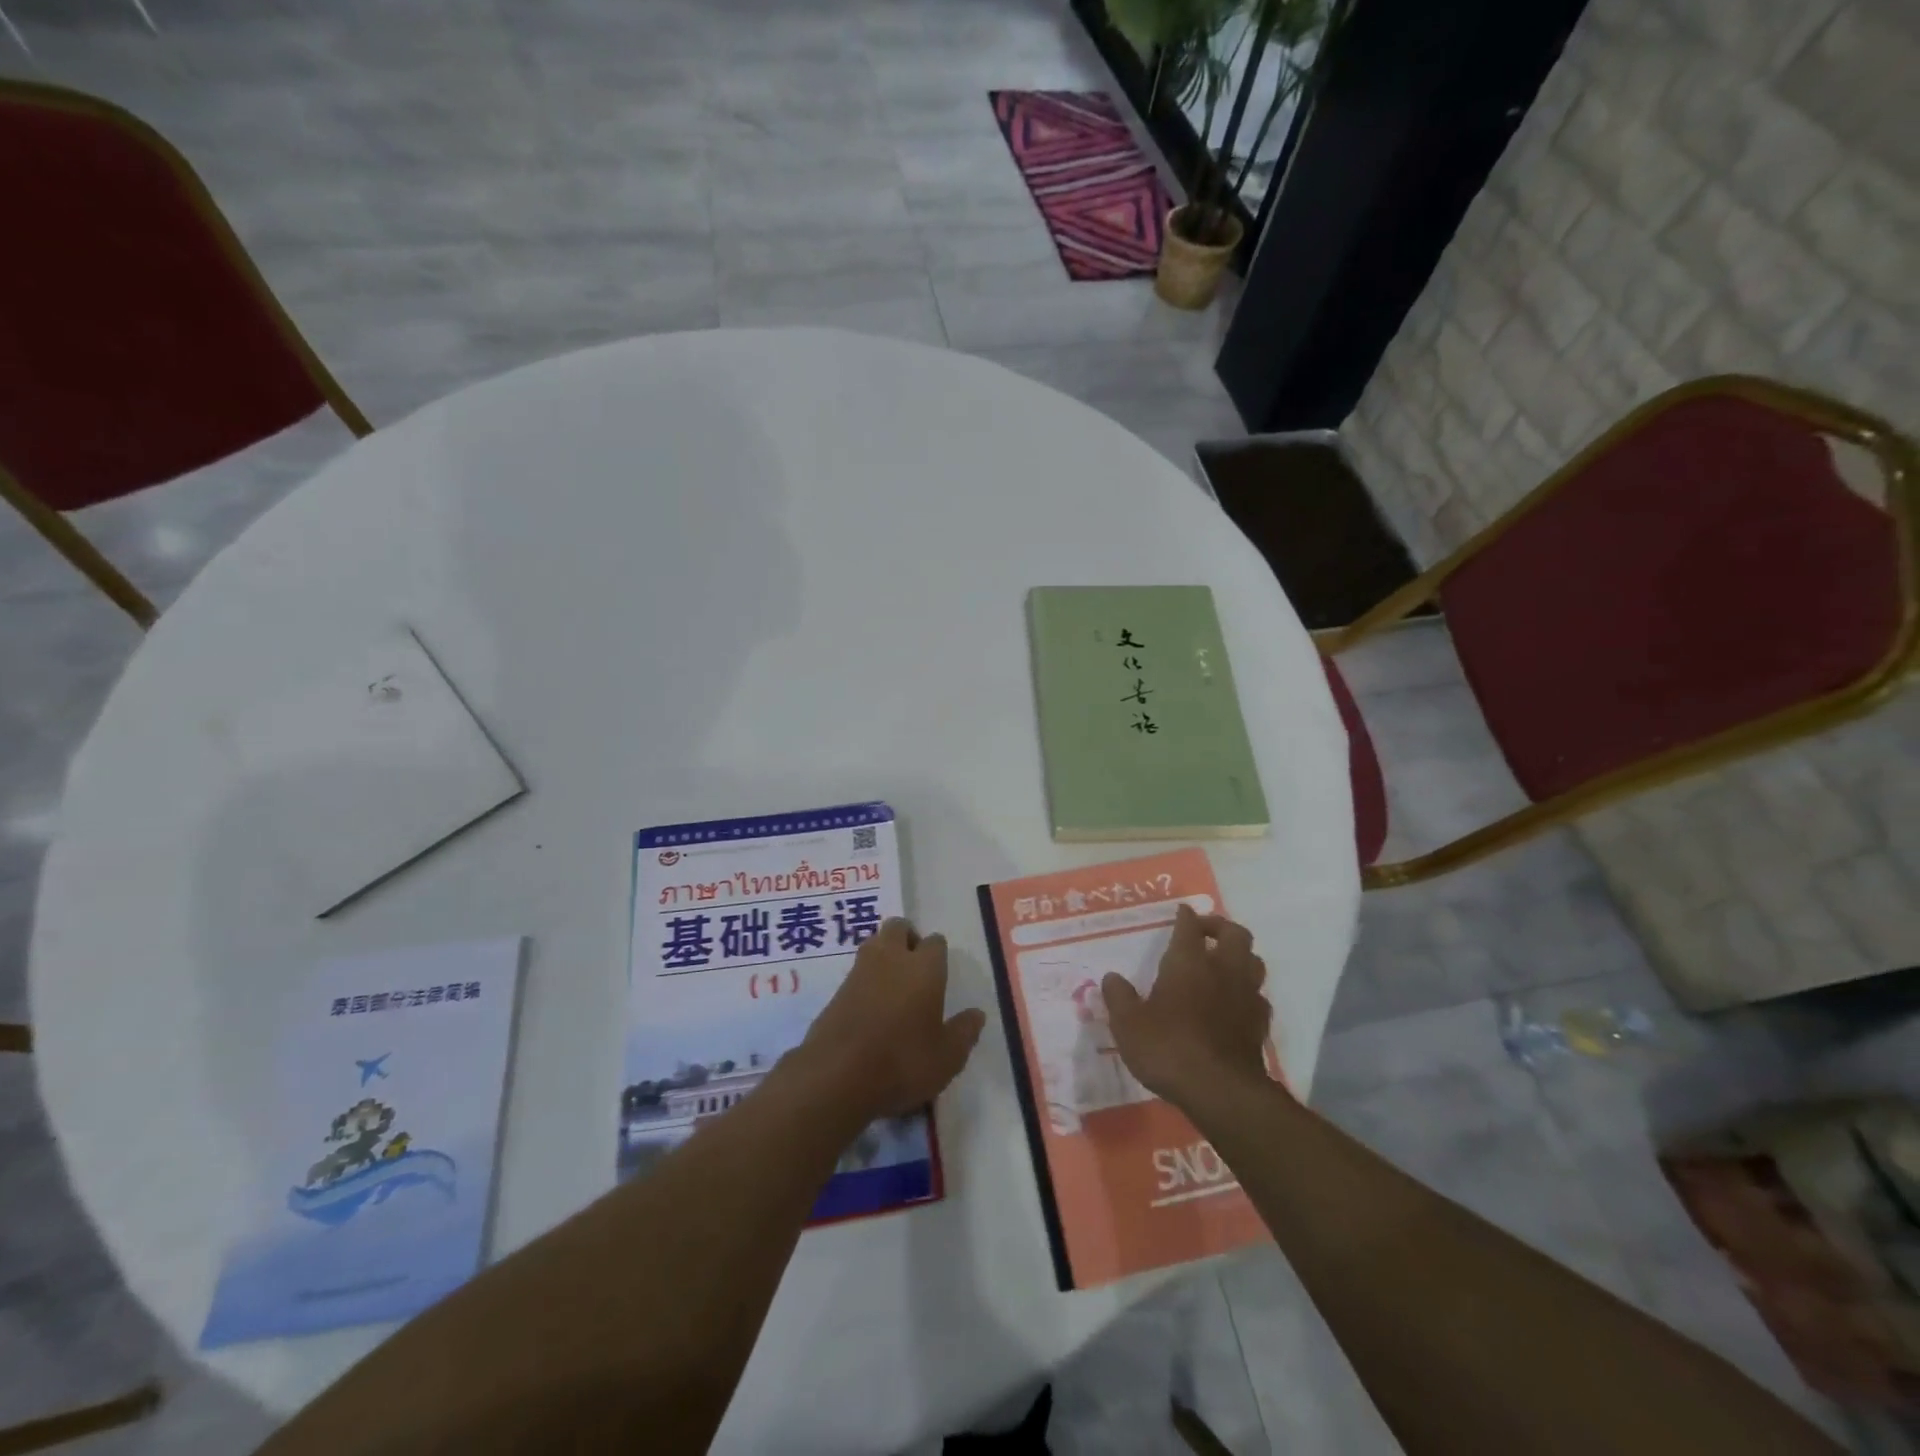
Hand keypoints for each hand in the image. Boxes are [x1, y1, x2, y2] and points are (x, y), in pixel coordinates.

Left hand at [796, 918, 985, 1125]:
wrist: (837, 1076)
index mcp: (924, 967)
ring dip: (884, 953)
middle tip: (915, 967)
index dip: (938, 954)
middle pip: (899, 927)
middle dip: (908, 938)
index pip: (935, 942)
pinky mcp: (836, 990)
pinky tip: (870, 1006)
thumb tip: (976, 1014)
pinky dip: (865, 979)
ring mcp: (859, 971)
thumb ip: (965, 1032)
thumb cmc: (902, 1062)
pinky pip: (856, 971)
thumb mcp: (947, 1057)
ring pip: (874, 943)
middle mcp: (891, 958)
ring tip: (893, 984)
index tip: (940, 975)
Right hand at [1102, 904, 1274, 1109]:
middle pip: (1235, 934)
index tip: (1182, 911)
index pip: (1190, 926)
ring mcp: (1246, 997)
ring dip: (1240, 956)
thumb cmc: (1168, 1048)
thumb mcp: (1128, 1025)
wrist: (1221, 1091)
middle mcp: (1222, 970)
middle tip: (1205, 932)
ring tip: (1223, 963)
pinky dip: (1248, 992)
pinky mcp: (1260, 1025)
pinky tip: (1235, 1003)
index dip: (1186, 916)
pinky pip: (1259, 996)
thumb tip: (1112, 978)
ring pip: (1254, 961)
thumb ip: (1119, 998)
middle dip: (1220, 927)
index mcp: (1188, 962)